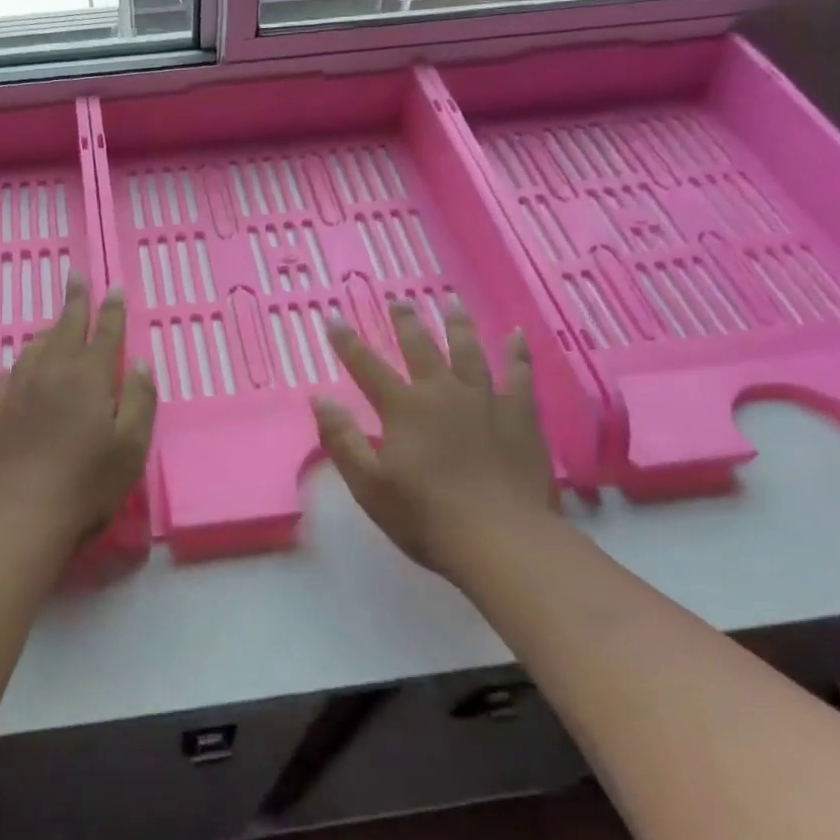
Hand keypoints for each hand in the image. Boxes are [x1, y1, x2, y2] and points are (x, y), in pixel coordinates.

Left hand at [0, 275, 157, 555]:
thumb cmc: (86, 485)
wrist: (17, 517)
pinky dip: (22, 364)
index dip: (112, 309)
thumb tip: (141, 362)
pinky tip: (21, 369)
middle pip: (64, 327)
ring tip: (55, 324)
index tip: (114, 288)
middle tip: (76, 276)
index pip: (104, 332)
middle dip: (75, 300)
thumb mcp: (131, 446)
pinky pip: (9, 374)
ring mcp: (16, 390)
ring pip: (34, 348)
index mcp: (88, 377)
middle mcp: (50, 372)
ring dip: (48, 331)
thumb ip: (139, 399)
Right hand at [311, 303, 554, 575]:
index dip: (347, 343)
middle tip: (398, 300)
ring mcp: (486, 400)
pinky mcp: (521, 416)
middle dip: (406, 322)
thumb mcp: (368, 485)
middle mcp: (443, 393)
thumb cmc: (425, 516)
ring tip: (451, 301)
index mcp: (404, 409)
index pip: (367, 367)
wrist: (502, 540)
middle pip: (421, 347)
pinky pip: (520, 374)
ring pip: (470, 350)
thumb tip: (319, 399)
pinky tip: (517, 334)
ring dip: (458, 324)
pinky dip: (517, 352)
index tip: (335, 318)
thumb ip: (342, 439)